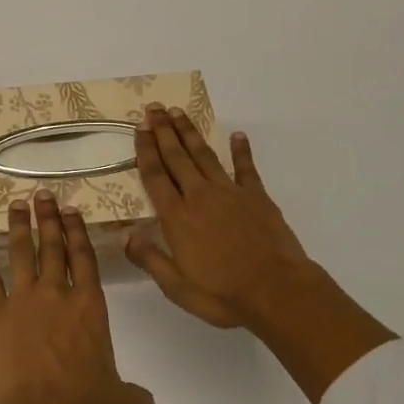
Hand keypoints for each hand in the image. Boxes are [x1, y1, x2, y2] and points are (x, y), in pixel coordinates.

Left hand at [0, 193, 154, 403]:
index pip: (84, 257)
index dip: (77, 231)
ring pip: (21, 254)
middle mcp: (57, 294)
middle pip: (52, 246)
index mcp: (90, 307)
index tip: (70, 210)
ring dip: (18, 228)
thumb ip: (136, 398)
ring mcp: (24, 302)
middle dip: (48, 218)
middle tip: (42, 194)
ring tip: (16, 205)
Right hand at [126, 106, 396, 403]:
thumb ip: (150, 259)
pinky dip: (241, 150)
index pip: (155, 176)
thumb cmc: (223, 294)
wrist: (277, 292)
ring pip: (204, 155)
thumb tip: (126, 236)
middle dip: (163, 131)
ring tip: (178, 112)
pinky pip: (246, 168)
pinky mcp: (257, 197)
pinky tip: (237, 135)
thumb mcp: (177, 287)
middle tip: (154, 108)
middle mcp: (199, 197)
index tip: (139, 128)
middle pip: (177, 157)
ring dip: (190, 133)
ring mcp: (229, 193)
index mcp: (177, 217)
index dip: (145, 150)